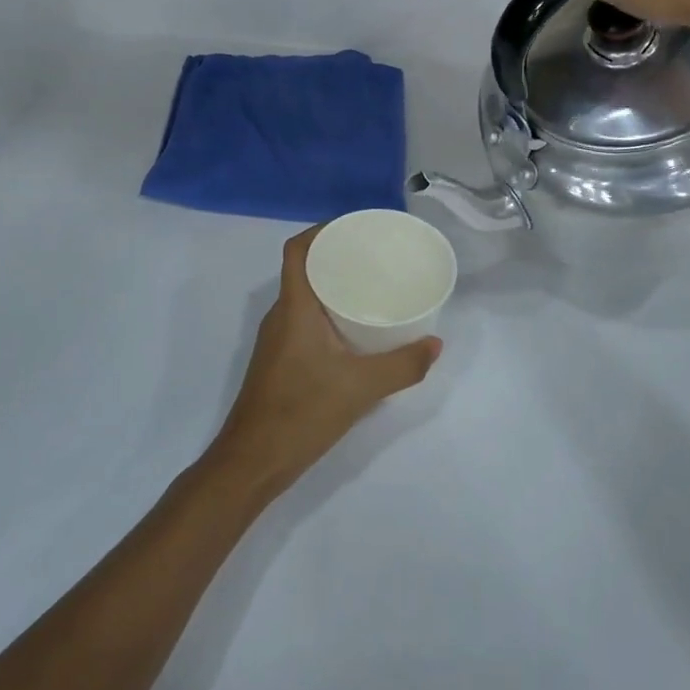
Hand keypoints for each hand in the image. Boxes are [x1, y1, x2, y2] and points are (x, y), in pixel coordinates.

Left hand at [208, 226, 441, 499]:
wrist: (253, 461)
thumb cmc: (302, 412)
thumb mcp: (362, 388)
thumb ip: (403, 365)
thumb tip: (436, 344)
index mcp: (294, 308)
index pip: (297, 250)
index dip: (322, 231)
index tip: (356, 228)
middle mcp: (281, 315)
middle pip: (304, 269)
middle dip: (337, 256)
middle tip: (376, 256)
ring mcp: (278, 339)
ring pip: (305, 297)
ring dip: (333, 286)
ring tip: (373, 286)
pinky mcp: (281, 360)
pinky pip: (305, 320)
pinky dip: (328, 313)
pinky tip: (355, 329)